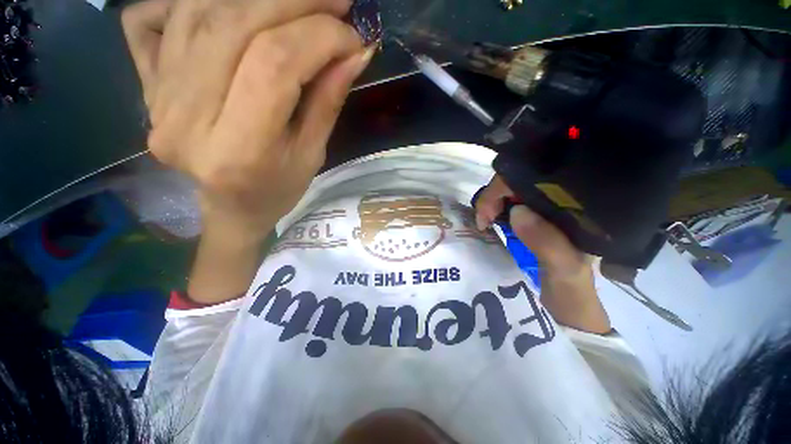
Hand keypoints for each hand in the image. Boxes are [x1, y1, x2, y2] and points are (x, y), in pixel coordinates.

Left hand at [122, 0, 372, 236]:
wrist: (231, 207)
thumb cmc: (279, 190)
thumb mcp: (313, 154)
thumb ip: (328, 101)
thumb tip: (355, 52)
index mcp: (238, 150)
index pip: (274, 65)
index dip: (319, 37)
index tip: (353, 35)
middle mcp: (186, 118)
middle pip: (234, 27)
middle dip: (293, 1)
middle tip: (334, 0)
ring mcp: (156, 98)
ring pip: (198, 12)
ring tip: (296, 0)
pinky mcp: (146, 85)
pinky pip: (153, 18)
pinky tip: (231, 5)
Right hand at [475, 175, 610, 332]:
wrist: (571, 309)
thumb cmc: (572, 292)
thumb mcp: (564, 269)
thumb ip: (548, 243)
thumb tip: (517, 211)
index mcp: (573, 208)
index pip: (533, 180)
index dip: (502, 190)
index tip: (486, 217)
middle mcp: (559, 204)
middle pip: (519, 183)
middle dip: (494, 196)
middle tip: (482, 220)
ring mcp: (545, 212)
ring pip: (512, 194)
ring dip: (493, 203)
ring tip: (484, 220)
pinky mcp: (535, 221)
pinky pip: (510, 207)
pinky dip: (496, 211)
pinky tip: (491, 221)